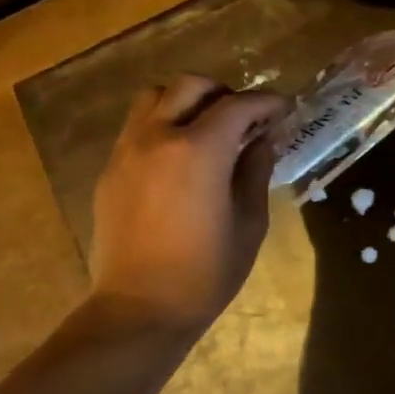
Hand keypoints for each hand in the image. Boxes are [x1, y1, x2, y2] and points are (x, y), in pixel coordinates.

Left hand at [87, 76, 289, 337]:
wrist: (140, 307)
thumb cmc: (207, 271)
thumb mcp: (250, 222)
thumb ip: (256, 171)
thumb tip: (262, 140)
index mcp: (199, 150)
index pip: (238, 105)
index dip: (266, 102)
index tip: (284, 108)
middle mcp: (158, 137)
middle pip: (190, 86)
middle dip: (223, 92)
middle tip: (245, 117)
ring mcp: (127, 151)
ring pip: (154, 97)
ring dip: (186, 101)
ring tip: (208, 129)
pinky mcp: (110, 170)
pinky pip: (137, 127)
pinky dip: (163, 125)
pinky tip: (180, 158)